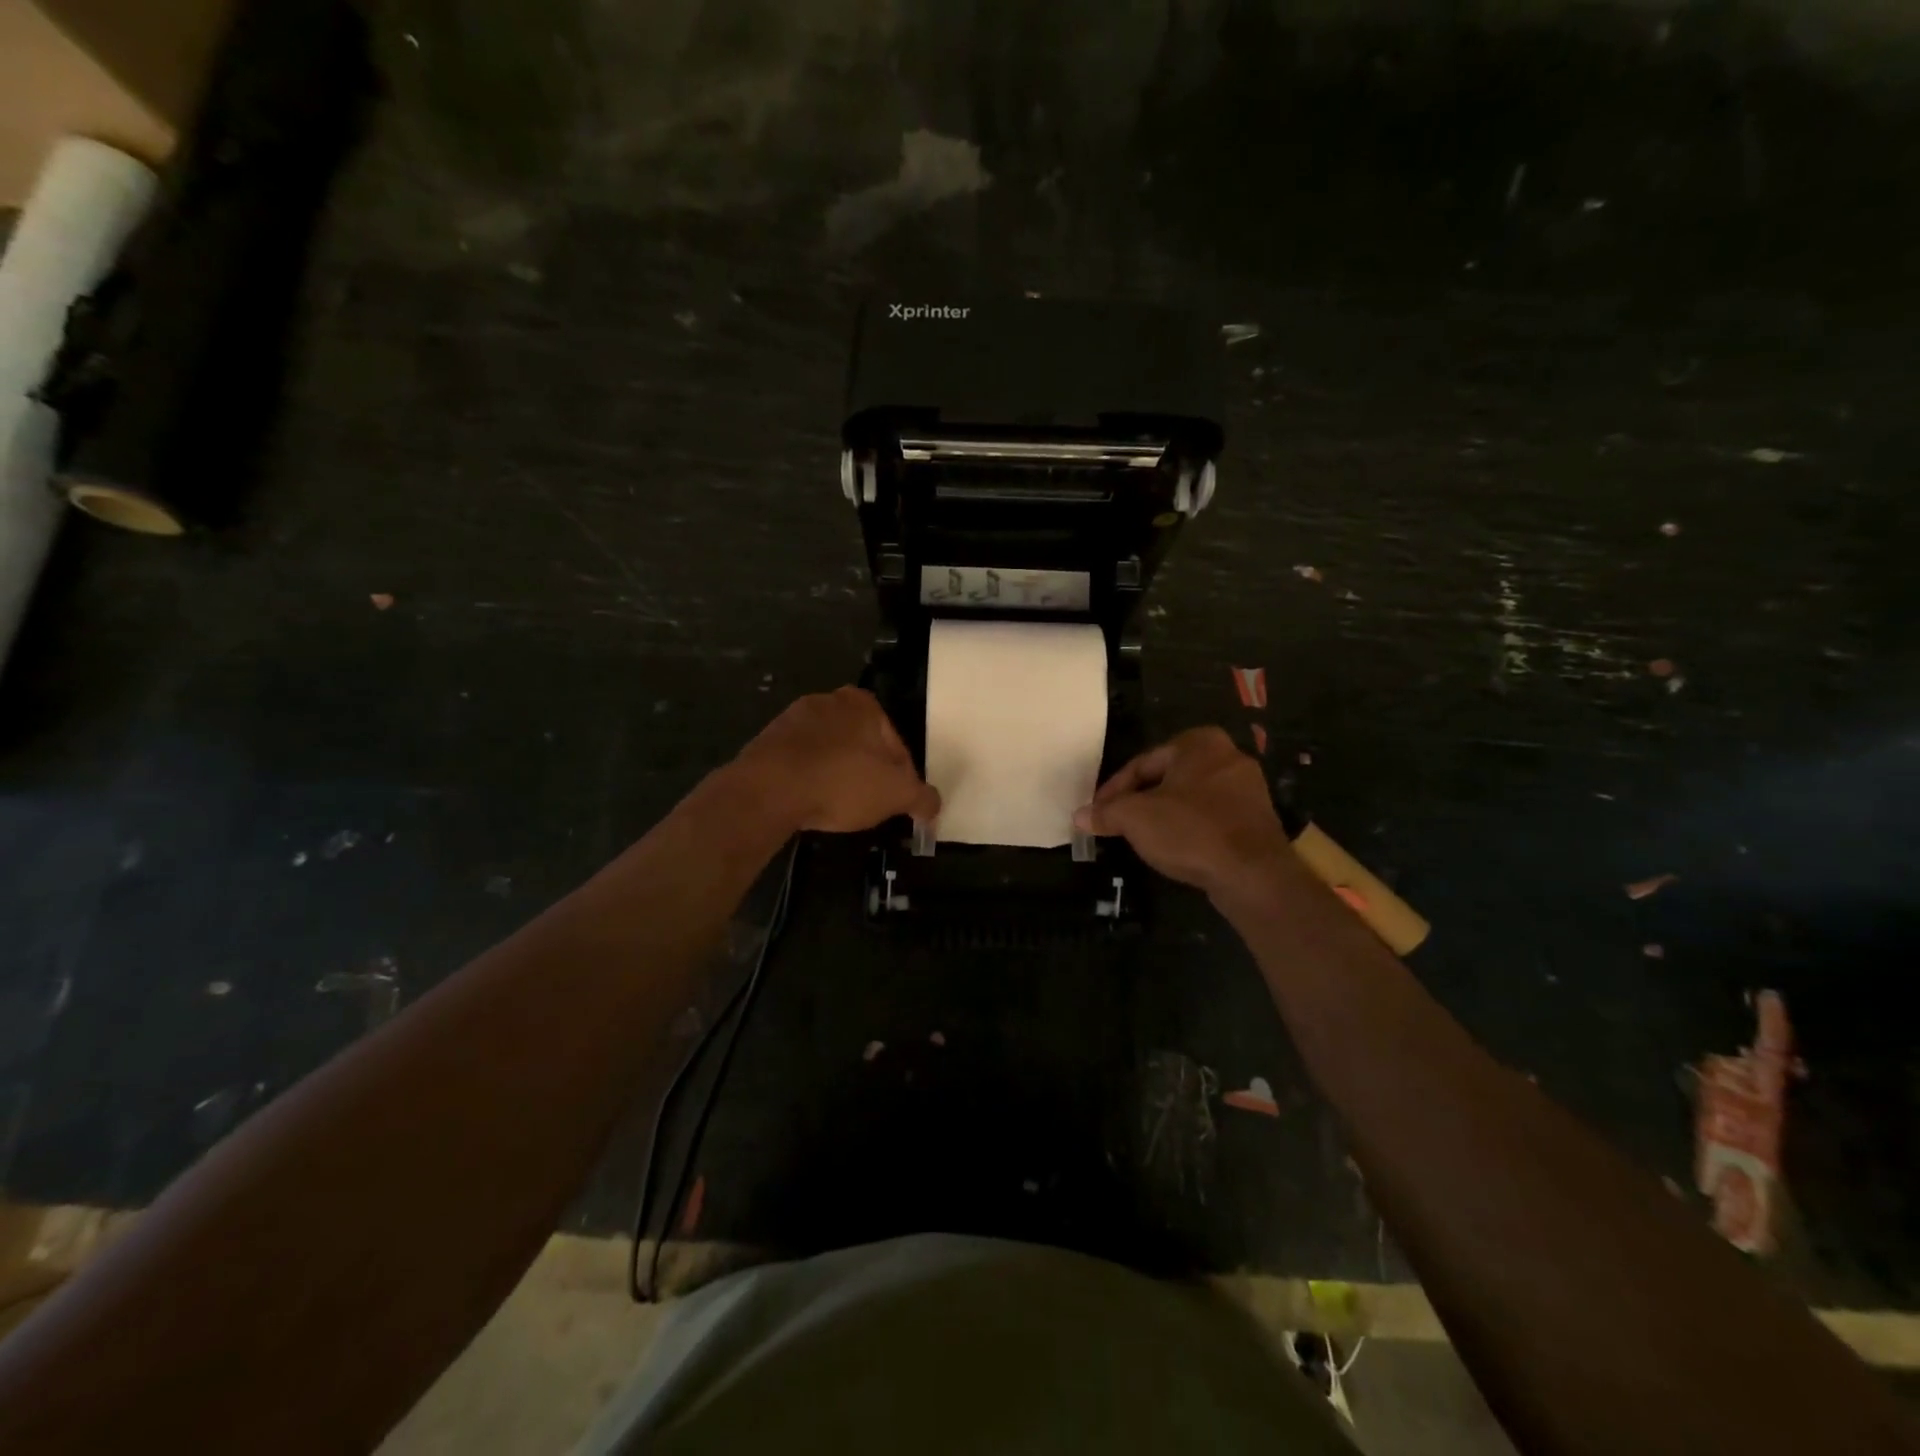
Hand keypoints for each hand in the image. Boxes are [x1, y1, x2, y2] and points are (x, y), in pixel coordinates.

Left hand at [734, 687, 940, 833]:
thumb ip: (922, 798)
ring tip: (838, 808)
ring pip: (831, 753)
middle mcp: (828, 701)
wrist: (768, 790)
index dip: (903, 778)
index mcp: (864, 704)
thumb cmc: (841, 782)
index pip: (897, 744)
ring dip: (838, 776)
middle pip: (863, 745)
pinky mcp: (767, 741)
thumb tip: (934, 805)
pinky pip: (801, 763)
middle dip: (869, 774)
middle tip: (871, 807)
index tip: (898, 803)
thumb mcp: (896, 794)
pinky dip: (810, 779)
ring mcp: (793, 719)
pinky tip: (811, 802)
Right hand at [1074, 727, 1292, 897]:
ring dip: (1163, 816)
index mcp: (1199, 743)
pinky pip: (1211, 817)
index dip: (1114, 790)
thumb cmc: (1190, 831)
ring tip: (1140, 837)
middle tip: (1116, 823)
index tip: (1096, 812)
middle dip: (1139, 801)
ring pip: (1189, 799)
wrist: (1253, 875)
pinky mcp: (1257, 820)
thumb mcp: (1135, 818)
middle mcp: (1228, 756)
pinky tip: (1175, 848)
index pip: (1142, 763)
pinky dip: (1189, 829)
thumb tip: (1079, 816)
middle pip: (1167, 779)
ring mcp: (1247, 789)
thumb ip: (1106, 813)